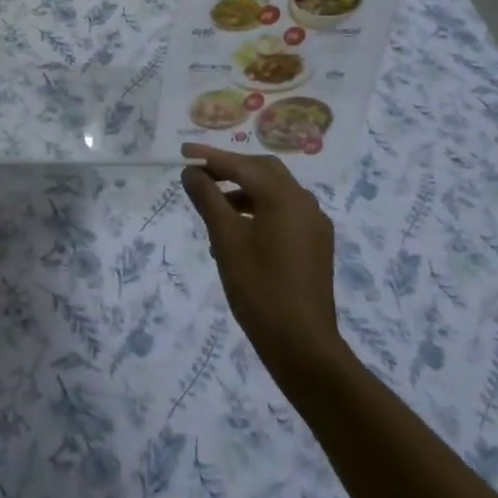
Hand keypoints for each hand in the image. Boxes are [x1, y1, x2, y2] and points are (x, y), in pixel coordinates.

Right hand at [181, 143, 343, 371]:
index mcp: (284, 197)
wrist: (301, 344)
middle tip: (200, 175)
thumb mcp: (225, 239)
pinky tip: (237, 231)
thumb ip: (207, 199)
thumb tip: (192, 173)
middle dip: (230, 169)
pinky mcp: (315, 245)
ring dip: (243, 191)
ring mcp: (313, 225)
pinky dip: (258, 210)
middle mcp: (304, 203)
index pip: (242, 165)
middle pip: (264, 171)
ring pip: (274, 192)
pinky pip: (283, 213)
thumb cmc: (258, 287)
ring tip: (213, 207)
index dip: (210, 157)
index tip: (182, 153)